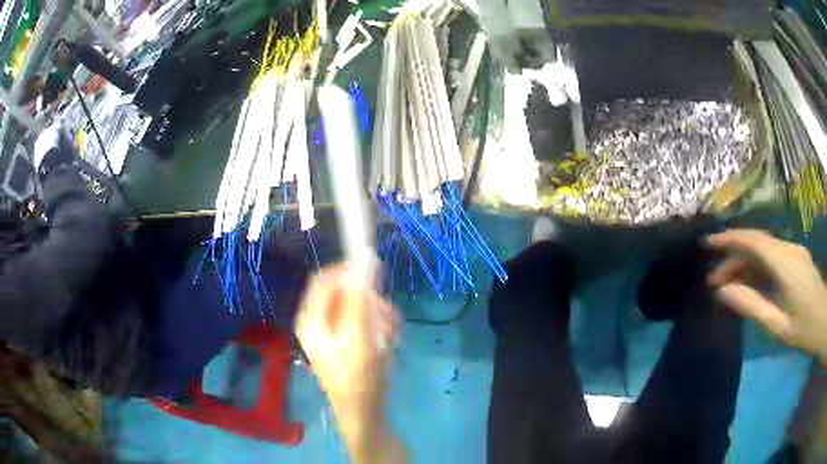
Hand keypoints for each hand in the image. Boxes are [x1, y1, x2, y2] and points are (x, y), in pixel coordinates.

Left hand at [295, 263, 403, 462]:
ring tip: (390, 335)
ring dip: (378, 314)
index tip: (376, 271)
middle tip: (387, 317)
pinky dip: (379, 326)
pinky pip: (363, 321)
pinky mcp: (347, 342)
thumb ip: (361, 296)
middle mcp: (319, 322)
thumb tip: (364, 258)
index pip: (325, 279)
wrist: (365, 414)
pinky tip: (388, 342)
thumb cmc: (359, 378)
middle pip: (344, 293)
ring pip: (358, 307)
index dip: (349, 270)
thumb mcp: (360, 335)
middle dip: (369, 300)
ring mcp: (333, 333)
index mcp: (311, 319)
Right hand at [707, 229, 826, 358]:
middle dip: (733, 258)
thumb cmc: (806, 329)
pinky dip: (756, 267)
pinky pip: (772, 257)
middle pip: (756, 244)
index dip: (729, 239)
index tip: (706, 244)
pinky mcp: (796, 258)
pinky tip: (748, 284)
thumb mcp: (779, 327)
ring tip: (726, 286)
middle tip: (712, 281)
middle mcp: (789, 249)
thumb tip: (722, 292)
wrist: (824, 320)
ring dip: (744, 265)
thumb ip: (753, 306)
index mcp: (786, 264)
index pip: (754, 241)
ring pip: (763, 250)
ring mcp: (794, 252)